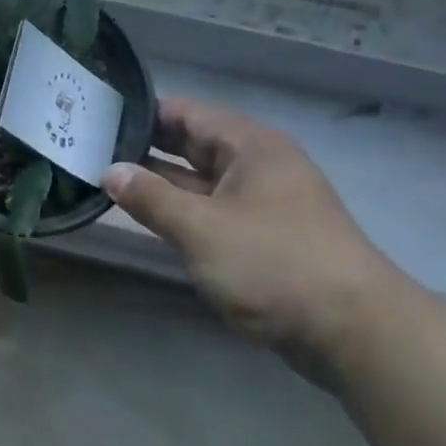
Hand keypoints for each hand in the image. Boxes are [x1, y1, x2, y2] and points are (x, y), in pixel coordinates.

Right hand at [102, 98, 408, 370]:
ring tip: (104, 179)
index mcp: (249, 146)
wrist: (355, 332)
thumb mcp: (200, 227)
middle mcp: (257, 166)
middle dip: (144, 148)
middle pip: (192, 144)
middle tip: (90, 149)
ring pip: (200, 181)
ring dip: (159, 183)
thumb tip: (110, 171)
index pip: (185, 113)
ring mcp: (262, 203)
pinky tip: (146, 217)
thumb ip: (150, 197)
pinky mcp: (264, 237)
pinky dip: (180, 211)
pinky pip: (211, 211)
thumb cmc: (273, 264)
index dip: (141, 114)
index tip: (96, 118)